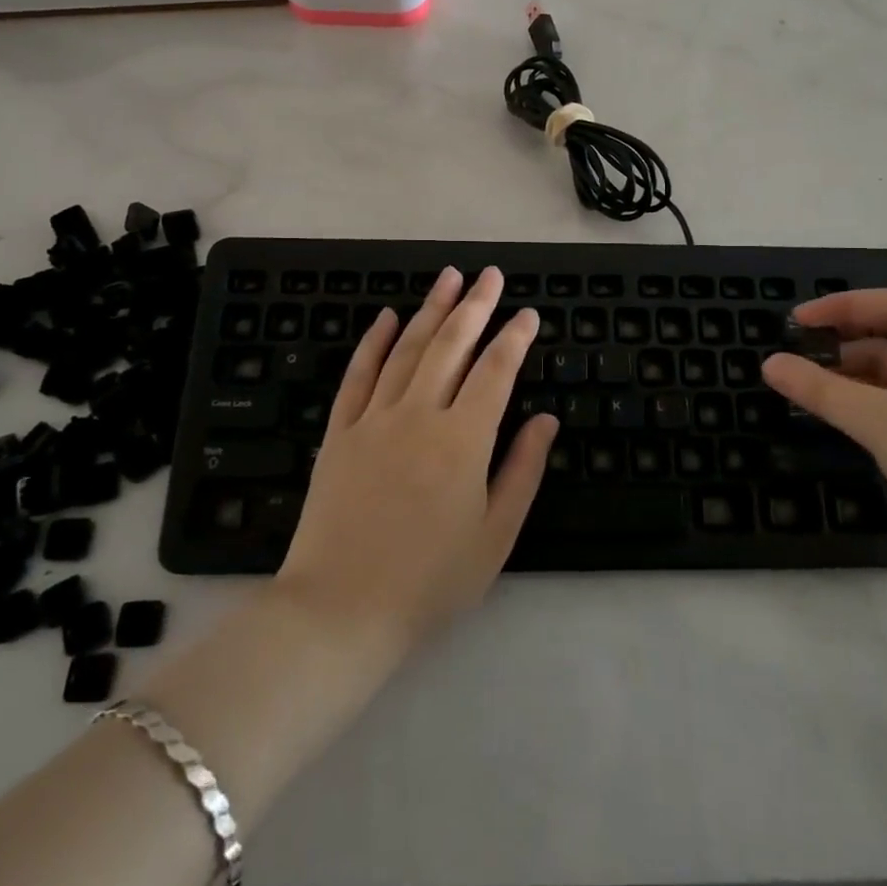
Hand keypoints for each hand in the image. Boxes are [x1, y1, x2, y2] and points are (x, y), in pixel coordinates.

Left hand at [275, 266, 555, 648]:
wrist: (340, 610)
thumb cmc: (430, 580)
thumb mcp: (495, 534)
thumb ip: (523, 469)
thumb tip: (546, 420)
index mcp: (463, 439)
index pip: (496, 371)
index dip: (514, 338)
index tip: (528, 314)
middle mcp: (419, 415)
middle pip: (452, 345)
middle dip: (475, 305)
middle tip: (490, 275)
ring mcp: (374, 419)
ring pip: (407, 349)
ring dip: (431, 309)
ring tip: (449, 277)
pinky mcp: (340, 431)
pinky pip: (358, 375)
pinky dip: (375, 341)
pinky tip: (388, 317)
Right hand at [761, 288, 886, 574]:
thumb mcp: (882, 423)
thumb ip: (822, 389)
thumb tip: (769, 364)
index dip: (841, 308)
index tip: (795, 321)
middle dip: (847, 344)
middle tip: (799, 355)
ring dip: (859, 376)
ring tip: (812, 387)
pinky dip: (878, 400)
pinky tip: (845, 411)